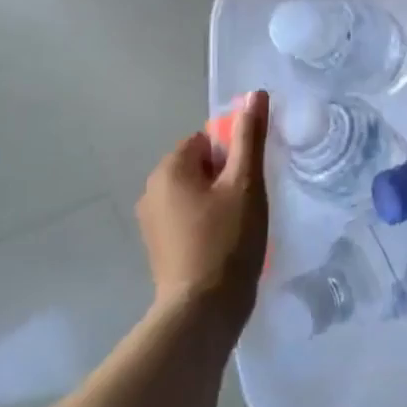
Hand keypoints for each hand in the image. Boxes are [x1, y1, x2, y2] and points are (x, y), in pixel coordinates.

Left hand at [136, 91, 269, 328]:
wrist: (202, 313)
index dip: (234, 155)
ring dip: (220, 201)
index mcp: (169, 169)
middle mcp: (152, 190)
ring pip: (197, 193)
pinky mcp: (159, 247)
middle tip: (250, 203)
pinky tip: (227, 244)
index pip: (208, 139)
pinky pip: (189, 218)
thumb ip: (250, 136)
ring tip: (242, 226)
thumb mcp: (246, 183)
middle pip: (201, 165)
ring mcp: (152, 222)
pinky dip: (209, 223)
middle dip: (227, 178)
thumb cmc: (227, 240)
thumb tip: (254, 93)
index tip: (250, 180)